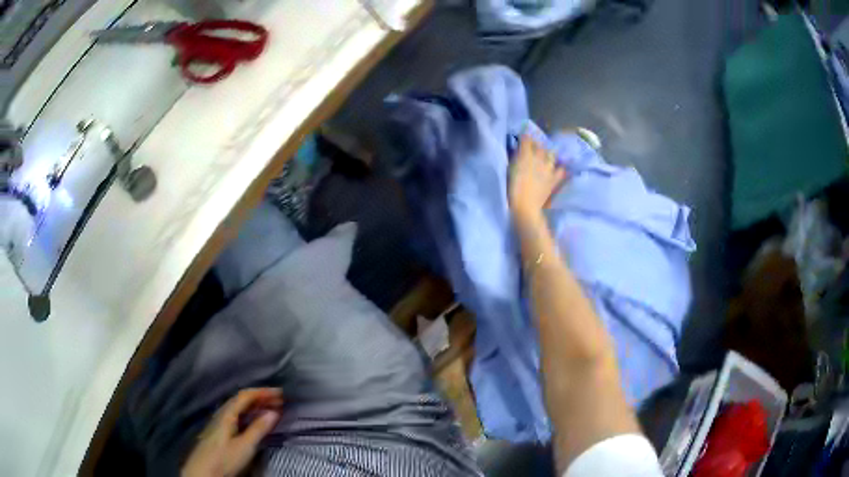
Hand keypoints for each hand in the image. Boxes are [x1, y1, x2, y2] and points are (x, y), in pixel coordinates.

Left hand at [181, 388, 282, 476]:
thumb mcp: (244, 445)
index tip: (280, 392)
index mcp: (227, 413)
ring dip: (255, 405)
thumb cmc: (224, 457)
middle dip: (260, 397)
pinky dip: (249, 413)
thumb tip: (273, 412)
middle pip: (241, 400)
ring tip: (271, 408)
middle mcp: (223, 413)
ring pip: (239, 407)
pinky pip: (237, 415)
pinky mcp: (221, 431)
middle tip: (279, 400)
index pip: (245, 396)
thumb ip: (258, 429)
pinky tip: (255, 420)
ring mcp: (220, 422)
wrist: (204, 470)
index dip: (262, 391)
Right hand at [509, 134, 566, 222]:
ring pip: (551, 155)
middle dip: (537, 143)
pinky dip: (560, 168)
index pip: (526, 139)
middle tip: (534, 144)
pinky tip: (560, 168)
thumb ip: (515, 158)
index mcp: (525, 155)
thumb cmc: (513, 189)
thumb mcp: (510, 170)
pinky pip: (561, 171)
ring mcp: (548, 169)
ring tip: (547, 155)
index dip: (525, 136)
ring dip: (549, 153)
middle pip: (540, 146)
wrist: (525, 206)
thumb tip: (518, 151)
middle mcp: (538, 159)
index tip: (523, 135)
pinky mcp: (554, 179)